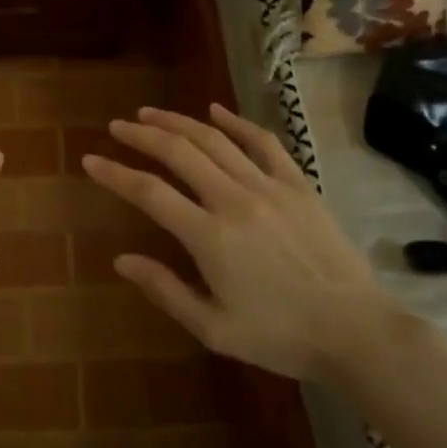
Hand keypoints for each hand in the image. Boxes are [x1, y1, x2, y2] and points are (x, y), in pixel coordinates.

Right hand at [81, 104, 401, 381]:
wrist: (356, 331)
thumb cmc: (280, 336)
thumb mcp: (214, 329)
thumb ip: (165, 290)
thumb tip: (121, 260)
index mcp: (210, 237)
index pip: (149, 193)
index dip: (115, 174)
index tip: (90, 160)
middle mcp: (234, 200)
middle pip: (179, 152)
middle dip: (142, 135)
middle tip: (117, 127)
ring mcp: (269, 187)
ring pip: (214, 140)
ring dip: (178, 122)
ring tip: (150, 114)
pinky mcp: (298, 185)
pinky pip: (263, 143)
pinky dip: (236, 122)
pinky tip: (216, 110)